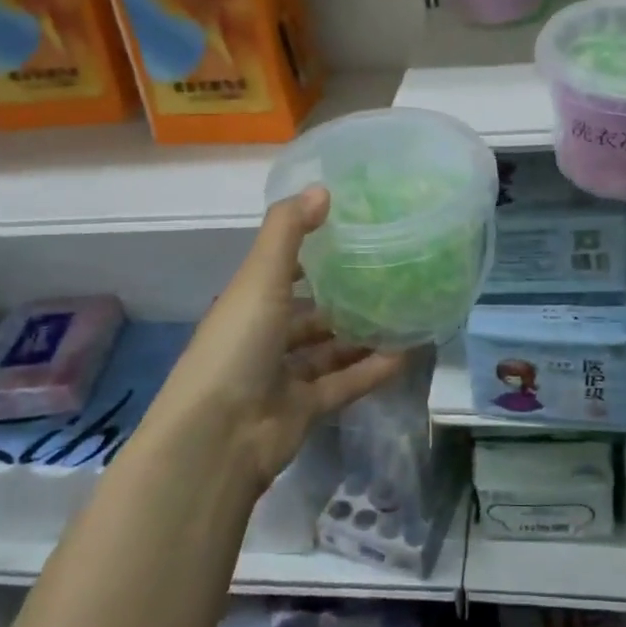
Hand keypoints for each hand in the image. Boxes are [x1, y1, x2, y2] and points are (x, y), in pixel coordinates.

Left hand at [153, 187, 403, 492]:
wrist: (218, 438)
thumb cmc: (236, 345)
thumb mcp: (259, 278)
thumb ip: (288, 231)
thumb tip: (322, 188)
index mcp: (250, 302)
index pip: (283, 269)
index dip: (311, 251)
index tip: (352, 231)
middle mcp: (265, 336)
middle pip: (309, 311)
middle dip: (343, 295)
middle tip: (390, 273)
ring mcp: (284, 376)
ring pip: (330, 348)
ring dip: (361, 332)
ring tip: (404, 310)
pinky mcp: (305, 409)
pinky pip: (345, 383)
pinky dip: (372, 370)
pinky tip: (408, 352)